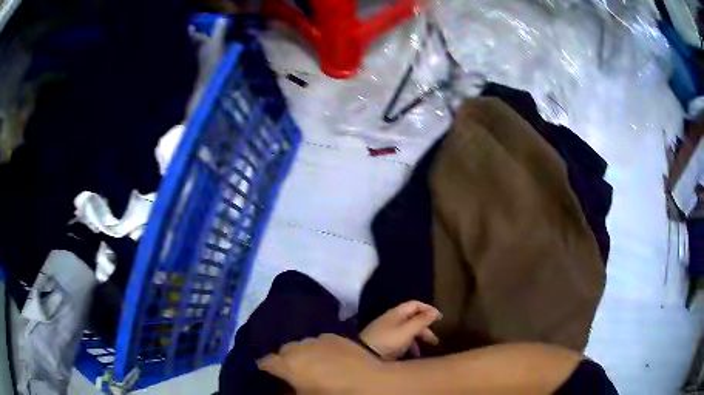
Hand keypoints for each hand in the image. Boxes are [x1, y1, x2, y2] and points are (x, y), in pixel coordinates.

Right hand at [258, 334, 383, 394]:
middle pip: (284, 350)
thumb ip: (290, 389)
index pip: (266, 361)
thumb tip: (285, 387)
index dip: (265, 367)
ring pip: (302, 343)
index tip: (267, 373)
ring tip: (311, 363)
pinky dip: (320, 348)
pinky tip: (328, 357)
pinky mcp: (336, 337)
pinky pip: (321, 341)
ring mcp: (318, 339)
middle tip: (292, 371)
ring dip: (303, 352)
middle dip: (284, 359)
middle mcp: (299, 347)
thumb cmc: (333, 394)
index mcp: (288, 364)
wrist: (369, 382)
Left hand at [359, 301, 441, 359]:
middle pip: (412, 319)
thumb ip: (421, 321)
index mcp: (397, 313)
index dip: (428, 309)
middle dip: (425, 329)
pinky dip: (408, 346)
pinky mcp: (384, 342)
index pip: (415, 305)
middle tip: (434, 341)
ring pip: (407, 331)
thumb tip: (434, 311)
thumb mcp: (407, 331)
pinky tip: (412, 355)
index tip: (440, 319)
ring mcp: (387, 331)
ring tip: (423, 351)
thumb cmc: (388, 341)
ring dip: (417, 339)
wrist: (364, 355)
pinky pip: (400, 341)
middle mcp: (392, 319)